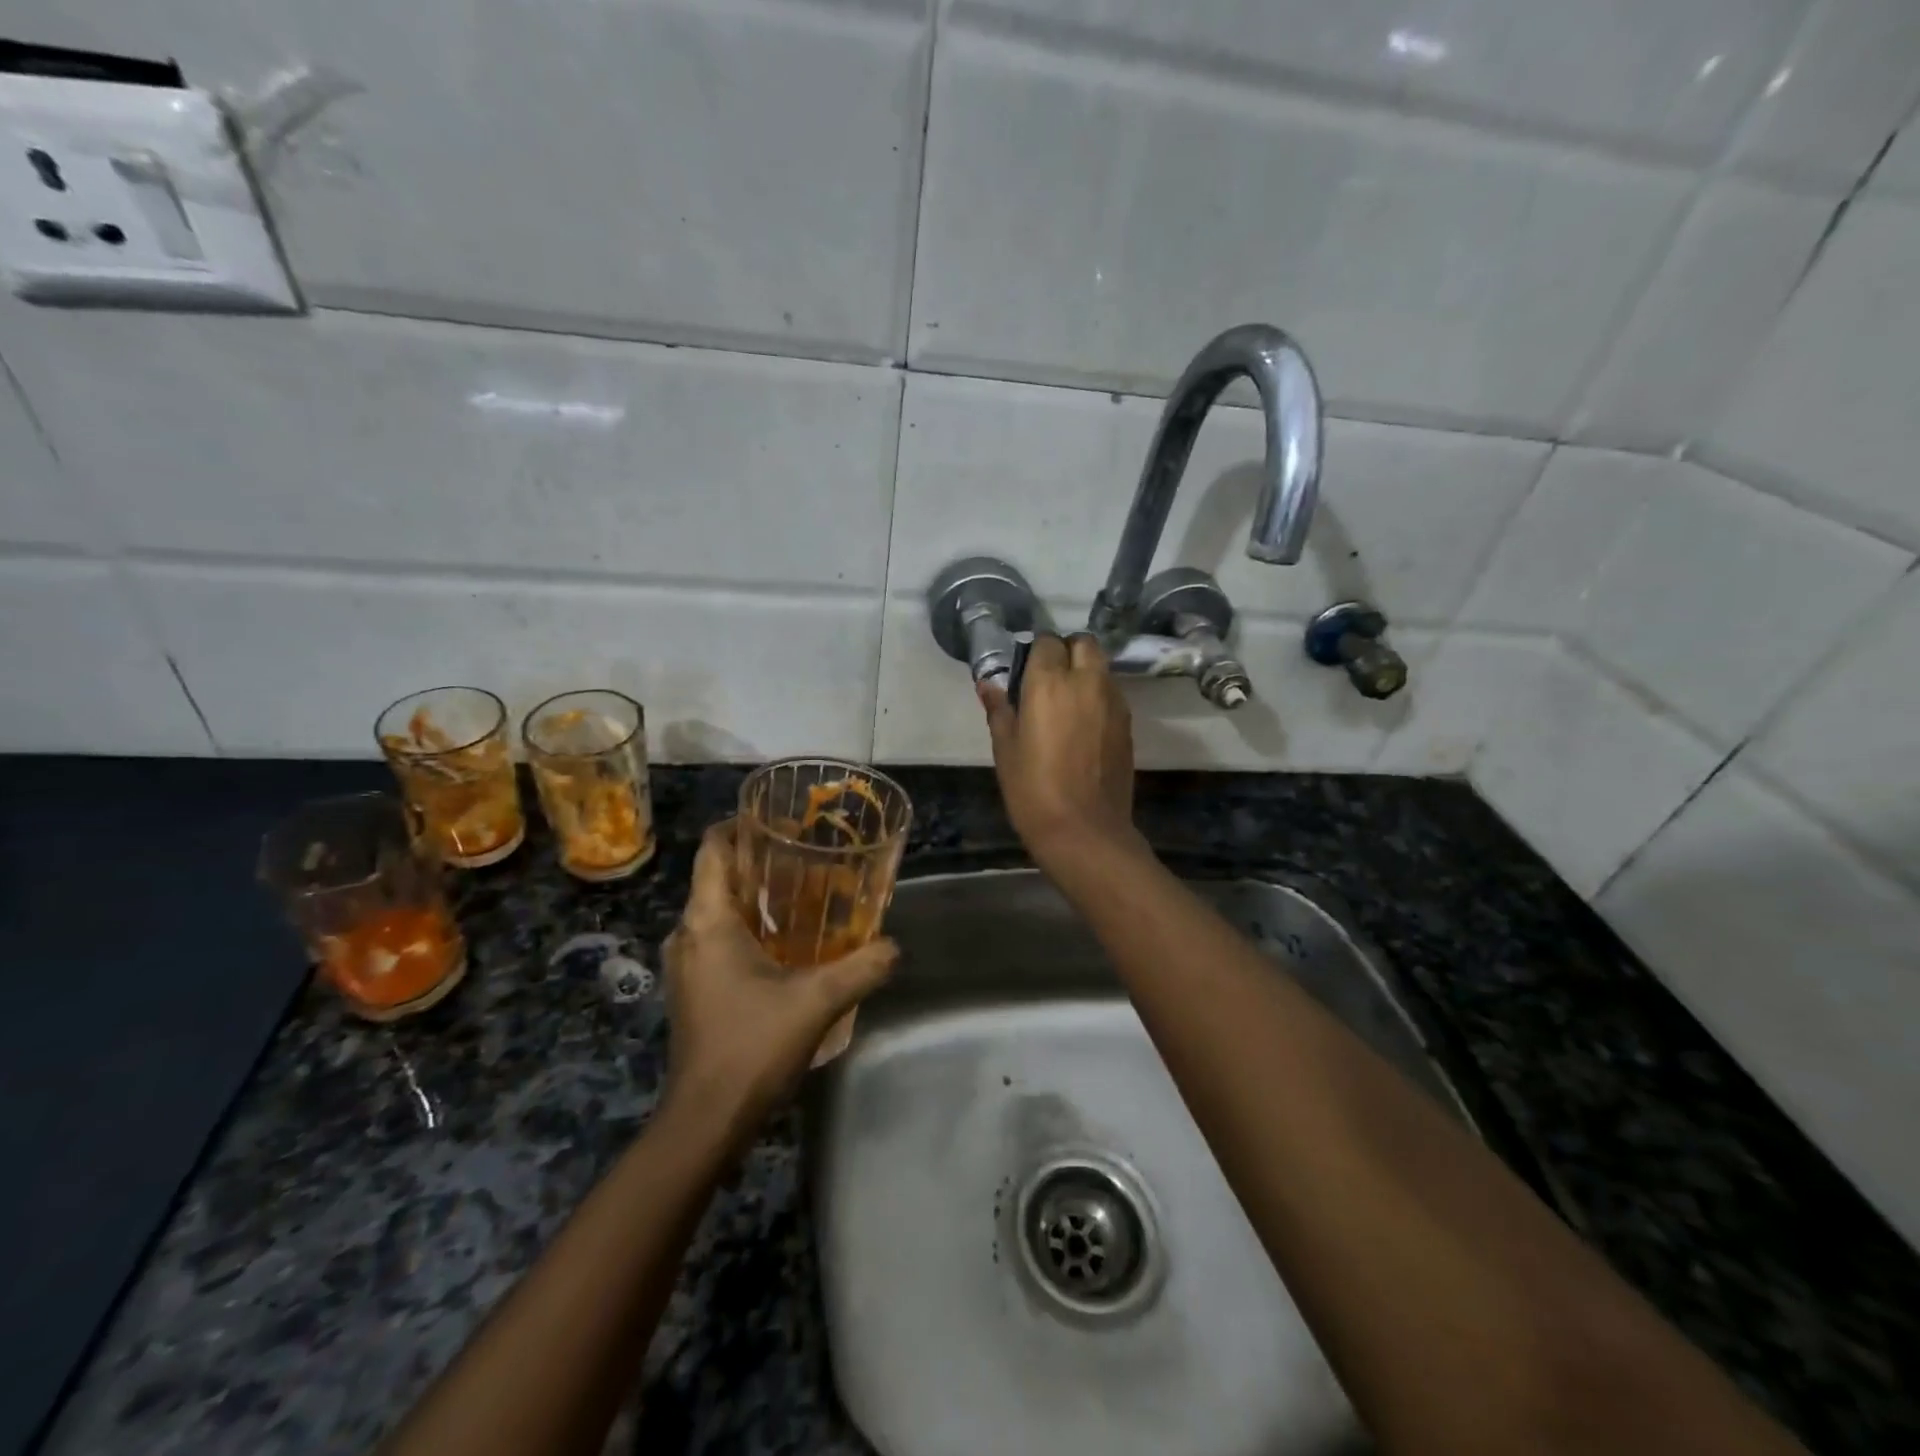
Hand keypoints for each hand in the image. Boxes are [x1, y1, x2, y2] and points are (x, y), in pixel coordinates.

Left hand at [661, 820, 897, 1131]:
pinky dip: (745, 928)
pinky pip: (716, 939)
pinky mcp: (692, 990)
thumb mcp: (818, 1001)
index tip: (777, 820)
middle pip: (716, 878)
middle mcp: (687, 935)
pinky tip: (783, 942)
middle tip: (804, 856)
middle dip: (756, 861)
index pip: (712, 851)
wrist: (706, 1120)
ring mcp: (686, 965)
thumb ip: (862, 967)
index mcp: (707, 922)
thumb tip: (896, 946)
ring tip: (800, 893)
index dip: (738, 826)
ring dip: (752, 897)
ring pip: (716, 911)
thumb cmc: (752, 1046)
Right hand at [980, 632, 1141, 867]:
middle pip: (1084, 643)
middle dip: (1067, 651)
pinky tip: (1084, 725)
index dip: (1036, 653)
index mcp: (1049, 683)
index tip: (1025, 673)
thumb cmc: (1033, 790)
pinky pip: (1112, 693)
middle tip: (1049, 680)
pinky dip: (1098, 696)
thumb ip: (999, 710)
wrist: (1085, 830)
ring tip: (1067, 703)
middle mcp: (1086, 681)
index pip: (1047, 642)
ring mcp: (1113, 701)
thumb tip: (987, 684)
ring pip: (1101, 667)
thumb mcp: (1005, 749)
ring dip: (1085, 672)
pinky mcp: (1128, 723)